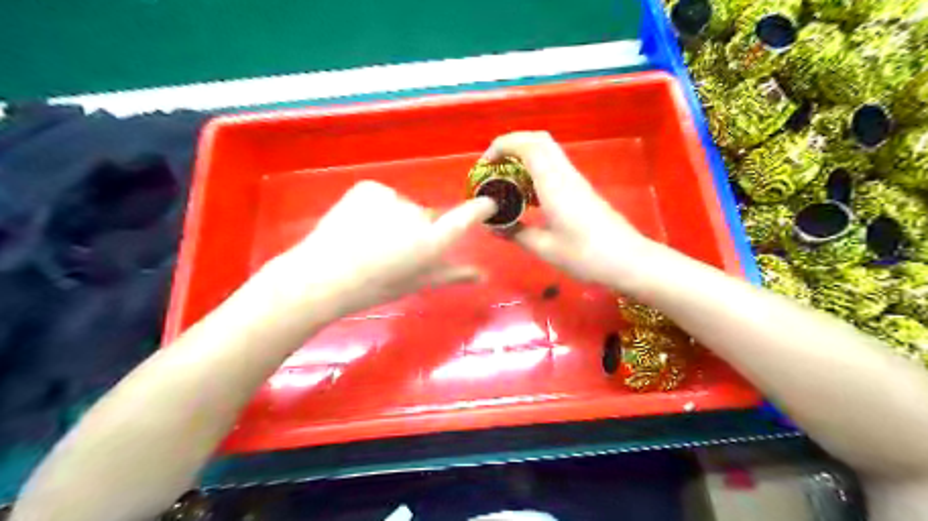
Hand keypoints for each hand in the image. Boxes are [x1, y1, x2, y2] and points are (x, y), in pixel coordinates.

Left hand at [252, 184, 496, 319]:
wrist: (322, 277)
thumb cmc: (373, 287)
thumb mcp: (416, 283)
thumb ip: (452, 274)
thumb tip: (483, 275)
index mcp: (430, 242)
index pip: (465, 218)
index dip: (478, 209)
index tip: (487, 203)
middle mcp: (417, 215)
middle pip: (427, 217)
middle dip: (418, 230)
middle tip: (394, 250)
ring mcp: (392, 198)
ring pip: (403, 207)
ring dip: (395, 219)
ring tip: (371, 240)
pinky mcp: (370, 188)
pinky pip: (383, 197)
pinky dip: (377, 207)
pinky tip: (359, 224)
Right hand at [487, 132, 651, 290]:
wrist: (629, 261)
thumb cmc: (586, 255)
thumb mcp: (545, 248)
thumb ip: (517, 234)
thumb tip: (494, 227)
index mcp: (554, 184)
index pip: (528, 146)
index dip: (503, 145)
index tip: (485, 164)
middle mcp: (565, 175)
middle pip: (539, 140)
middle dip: (512, 145)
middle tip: (493, 167)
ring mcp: (576, 181)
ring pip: (548, 153)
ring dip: (523, 158)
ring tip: (505, 181)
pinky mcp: (581, 190)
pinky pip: (554, 169)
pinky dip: (535, 172)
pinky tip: (526, 197)